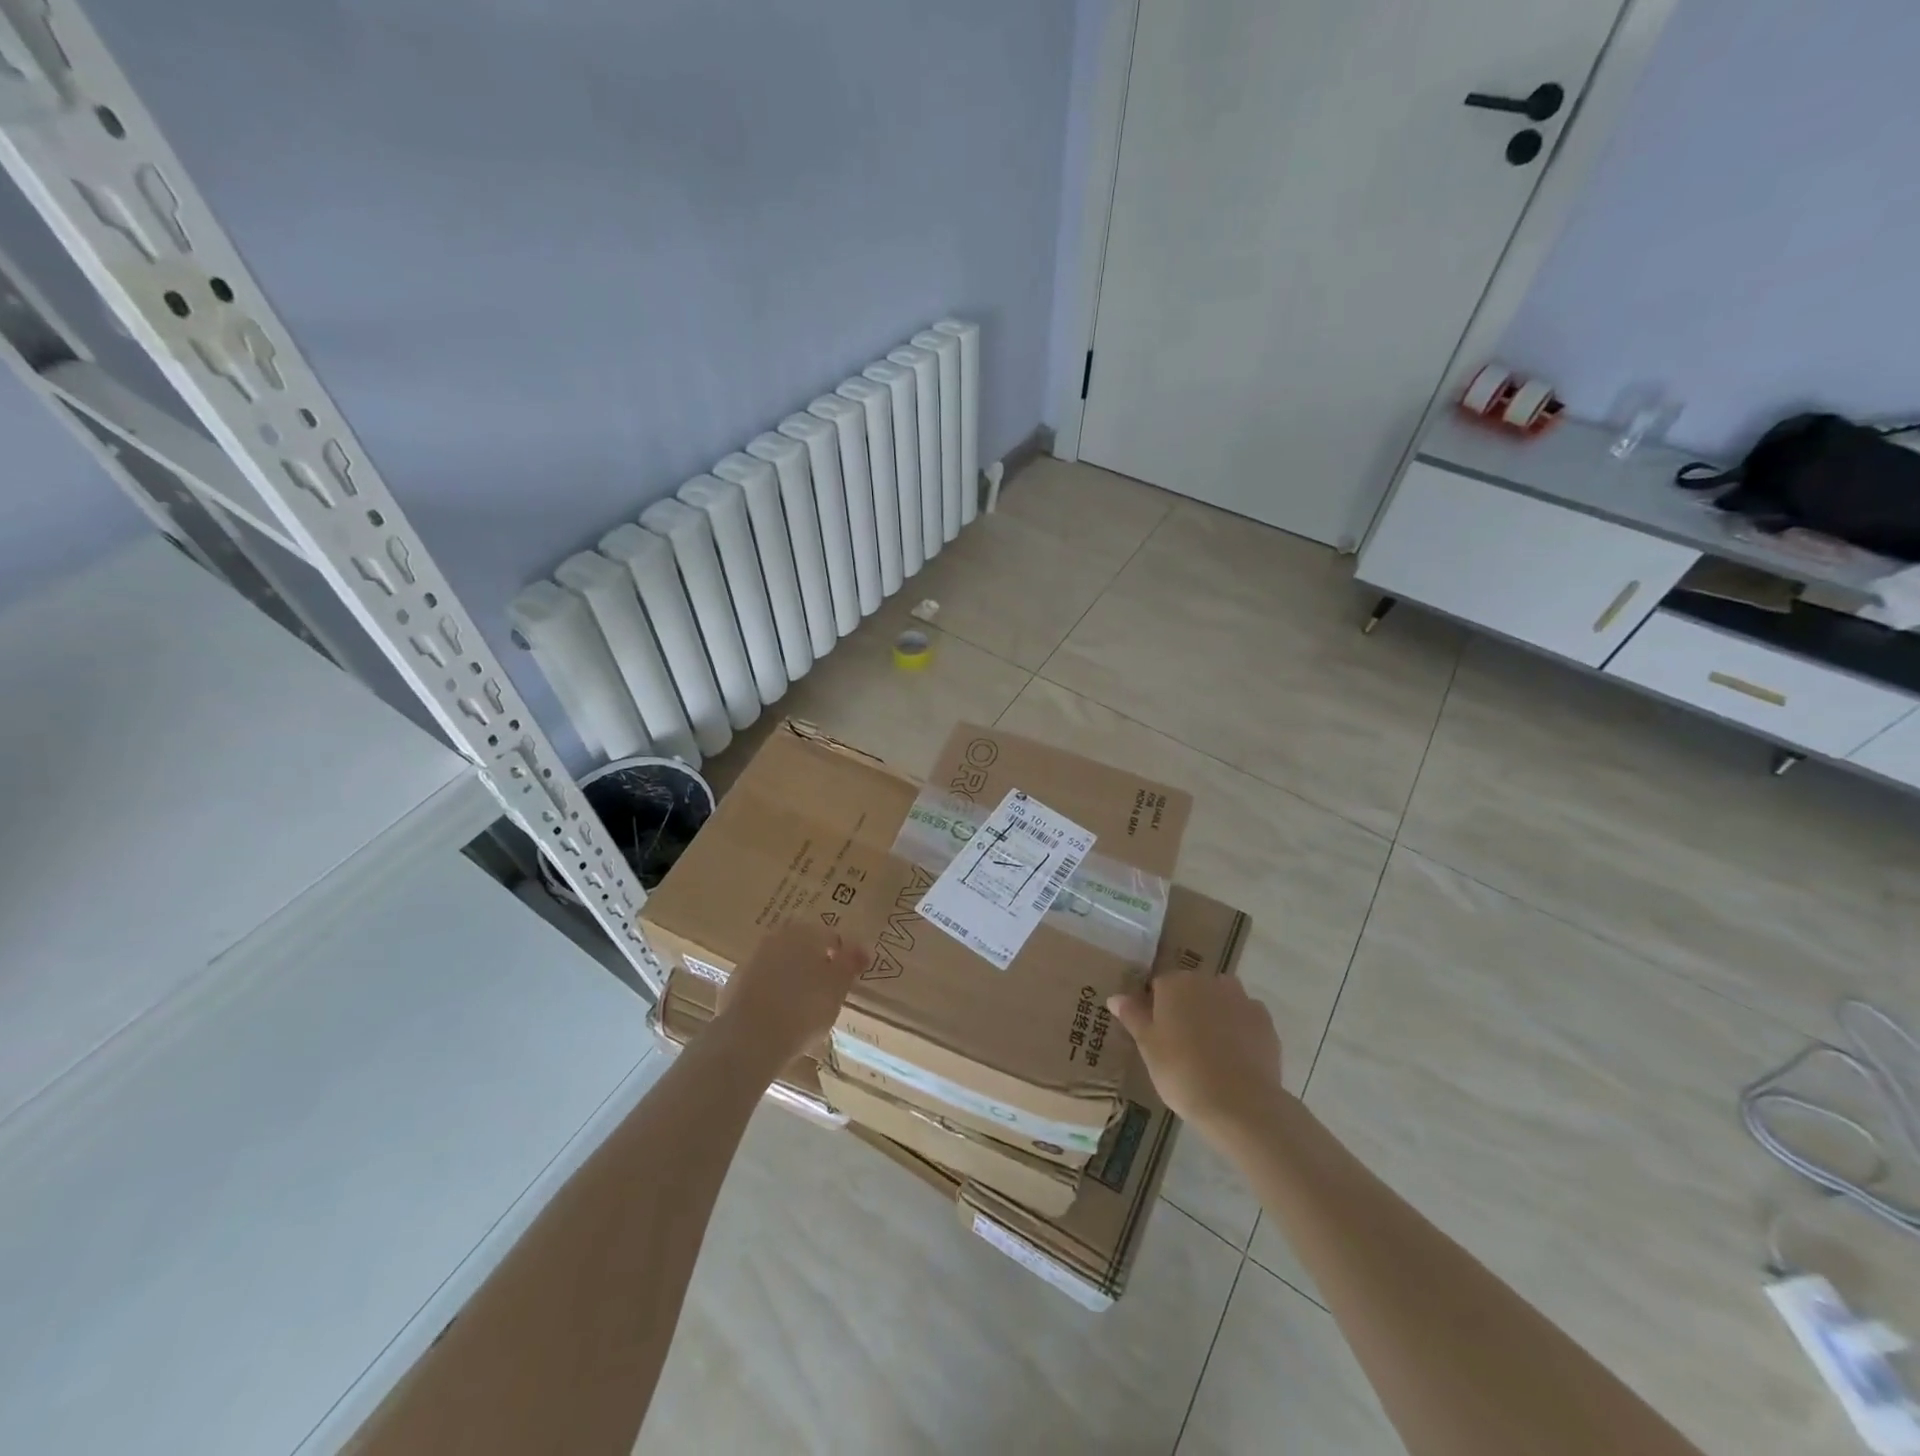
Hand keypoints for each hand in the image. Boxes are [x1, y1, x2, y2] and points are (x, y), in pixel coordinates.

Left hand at [717, 920, 858, 1065]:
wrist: (748, 1040)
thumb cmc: (803, 1010)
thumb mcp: (837, 989)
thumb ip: (850, 964)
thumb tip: (862, 948)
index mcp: (804, 933)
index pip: (831, 937)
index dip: (843, 956)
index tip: (848, 978)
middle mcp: (776, 939)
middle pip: (803, 947)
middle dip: (815, 963)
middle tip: (827, 990)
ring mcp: (752, 961)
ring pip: (781, 964)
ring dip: (792, 978)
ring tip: (803, 1006)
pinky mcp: (734, 985)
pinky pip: (762, 984)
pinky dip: (773, 994)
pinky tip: (779, 1016)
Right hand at [1108, 970, 1285, 1134]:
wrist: (1241, 1104)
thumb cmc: (1182, 1072)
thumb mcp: (1148, 1047)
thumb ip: (1133, 1017)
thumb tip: (1115, 997)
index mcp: (1175, 984)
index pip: (1158, 986)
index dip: (1155, 1009)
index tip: (1156, 1034)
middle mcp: (1208, 981)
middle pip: (1191, 989)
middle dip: (1186, 1008)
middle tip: (1181, 1044)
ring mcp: (1240, 999)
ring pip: (1221, 999)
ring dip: (1215, 1014)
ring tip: (1211, 1050)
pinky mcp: (1265, 1021)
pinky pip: (1245, 1017)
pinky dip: (1239, 1029)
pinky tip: (1235, 1056)